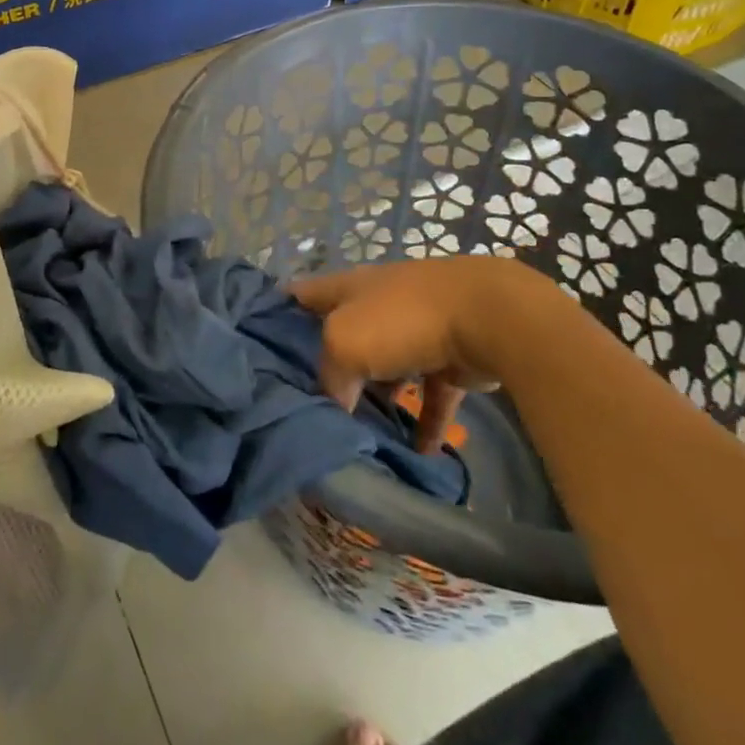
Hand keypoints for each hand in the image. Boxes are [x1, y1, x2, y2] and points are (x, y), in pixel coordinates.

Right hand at [291, 256, 580, 453]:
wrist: (488, 316)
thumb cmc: (401, 319)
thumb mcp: (343, 342)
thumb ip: (329, 377)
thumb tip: (335, 408)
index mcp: (346, 289)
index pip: (298, 296)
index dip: (275, 315)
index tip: (256, 348)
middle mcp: (376, 304)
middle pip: (341, 335)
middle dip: (326, 366)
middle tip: (306, 405)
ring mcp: (415, 329)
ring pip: (386, 368)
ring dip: (377, 398)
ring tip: (359, 435)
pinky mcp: (450, 358)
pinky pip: (430, 396)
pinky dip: (424, 423)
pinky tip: (419, 455)